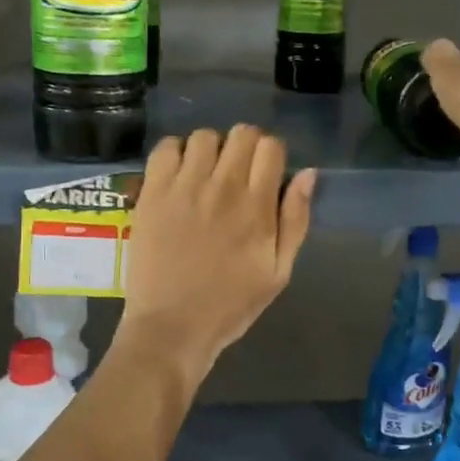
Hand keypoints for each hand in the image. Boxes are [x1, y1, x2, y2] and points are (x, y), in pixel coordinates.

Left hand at [118, 125, 315, 378]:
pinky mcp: (152, 193)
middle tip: (238, 174)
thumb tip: (307, 174)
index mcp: (256, 207)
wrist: (172, 327)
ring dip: (211, 149)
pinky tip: (179, 176)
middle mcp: (222, 187)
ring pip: (204, 136)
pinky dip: (176, 153)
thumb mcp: (279, 272)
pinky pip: (166, 148)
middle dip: (246, 147)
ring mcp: (183, 187)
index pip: (271, 147)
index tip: (266, 174)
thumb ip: (295, 220)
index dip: (272, 155)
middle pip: (242, 133)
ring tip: (206, 174)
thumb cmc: (230, 305)